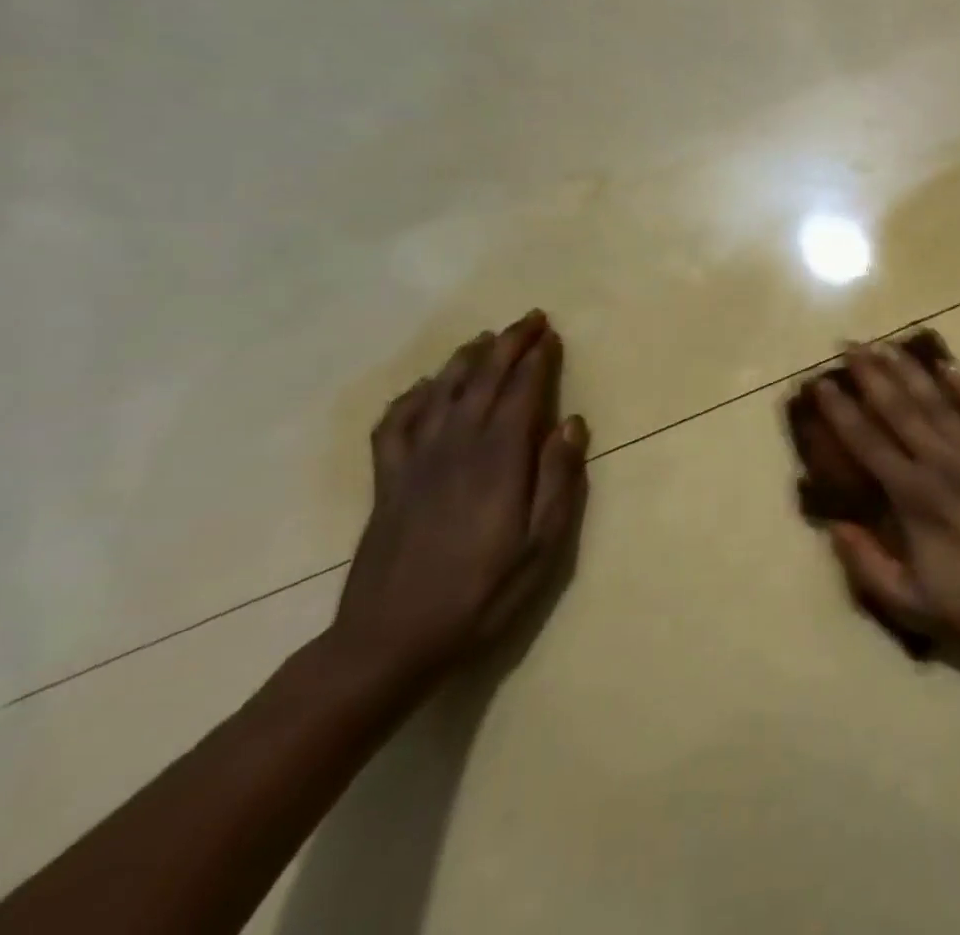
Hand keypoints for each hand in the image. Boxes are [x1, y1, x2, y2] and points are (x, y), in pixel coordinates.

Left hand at [331, 309, 589, 684]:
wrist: (390, 641)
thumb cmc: (482, 593)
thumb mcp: (542, 545)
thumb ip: (558, 479)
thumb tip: (572, 423)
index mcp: (498, 459)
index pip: (521, 392)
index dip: (537, 359)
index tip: (550, 333)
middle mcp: (456, 447)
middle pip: (484, 381)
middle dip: (508, 345)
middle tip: (528, 318)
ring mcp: (416, 462)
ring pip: (440, 392)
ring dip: (464, 360)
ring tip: (483, 339)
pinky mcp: (387, 482)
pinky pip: (394, 425)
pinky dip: (410, 398)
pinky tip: (422, 388)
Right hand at [809, 342, 959, 654]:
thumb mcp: (913, 605)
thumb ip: (867, 565)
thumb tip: (834, 525)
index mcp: (914, 497)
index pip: (868, 442)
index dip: (841, 411)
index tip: (822, 382)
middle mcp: (944, 462)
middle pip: (900, 409)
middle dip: (871, 374)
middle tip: (849, 345)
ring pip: (939, 400)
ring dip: (910, 370)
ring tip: (887, 345)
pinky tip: (951, 364)